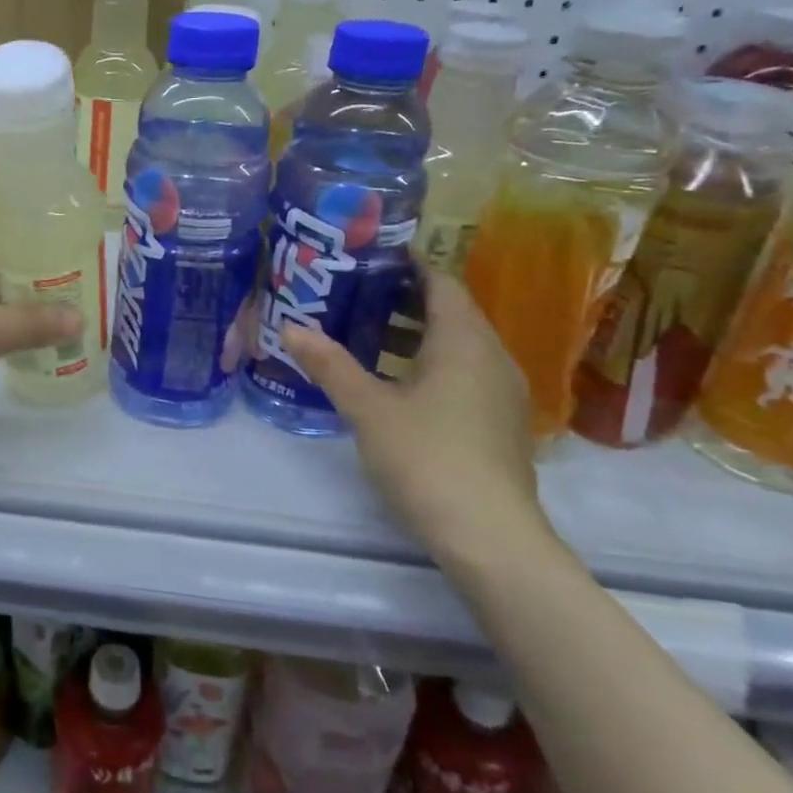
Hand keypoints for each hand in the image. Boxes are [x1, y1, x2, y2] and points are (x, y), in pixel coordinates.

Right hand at [282, 270, 551, 565]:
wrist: (489, 536)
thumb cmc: (427, 458)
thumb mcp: (368, 409)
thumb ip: (330, 365)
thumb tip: (290, 327)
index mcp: (464, 342)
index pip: (442, 283)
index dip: (410, 264)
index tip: (370, 256)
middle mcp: (491, 357)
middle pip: (452, 311)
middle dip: (405, 299)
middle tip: (355, 293)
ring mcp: (501, 393)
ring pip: (458, 345)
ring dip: (416, 334)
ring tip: (365, 333)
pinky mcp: (498, 423)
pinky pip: (464, 373)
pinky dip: (430, 364)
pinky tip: (395, 383)